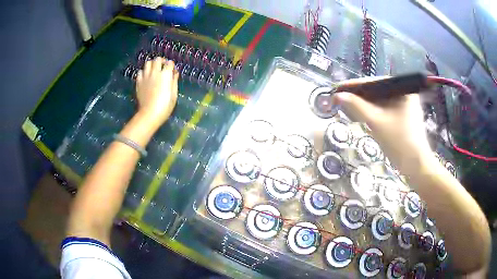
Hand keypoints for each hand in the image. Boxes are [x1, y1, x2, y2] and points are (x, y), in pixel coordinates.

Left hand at [135, 57, 178, 127]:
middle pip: (158, 60)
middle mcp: (155, 72)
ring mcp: (145, 76)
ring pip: (148, 63)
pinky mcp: (139, 82)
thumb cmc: (165, 106)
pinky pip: (140, 72)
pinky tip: (146, 77)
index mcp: (166, 75)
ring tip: (154, 70)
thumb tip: (174, 73)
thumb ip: (174, 81)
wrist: (149, 114)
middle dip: (162, 61)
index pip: (170, 63)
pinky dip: (144, 72)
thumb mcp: (174, 94)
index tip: (173, 72)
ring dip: (152, 65)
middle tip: (163, 67)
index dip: (172, 66)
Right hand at [333, 77, 431, 171]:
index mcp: (402, 90)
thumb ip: (357, 107)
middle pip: (377, 91)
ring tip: (347, 105)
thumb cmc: (399, 142)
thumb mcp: (377, 122)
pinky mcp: (403, 117)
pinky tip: (361, 114)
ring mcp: (404, 106)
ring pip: (380, 101)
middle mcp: (404, 94)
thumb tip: (338, 96)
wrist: (416, 166)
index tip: (338, 88)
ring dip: (365, 104)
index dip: (355, 85)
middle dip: (359, 95)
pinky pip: (385, 110)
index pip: (375, 82)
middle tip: (340, 98)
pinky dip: (373, 112)